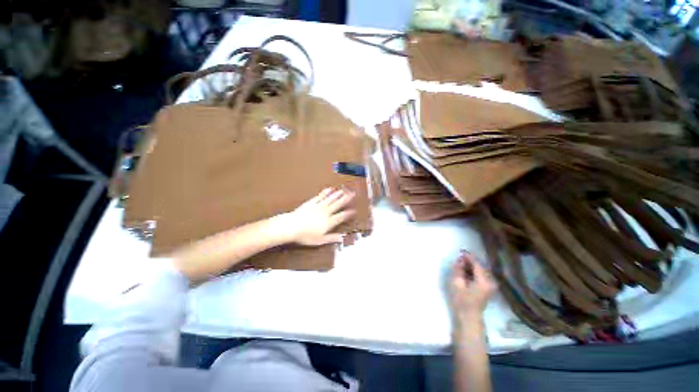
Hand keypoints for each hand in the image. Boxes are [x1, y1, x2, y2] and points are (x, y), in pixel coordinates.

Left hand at [280, 188, 355, 245]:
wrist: (291, 226)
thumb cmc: (305, 235)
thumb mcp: (319, 240)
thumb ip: (332, 238)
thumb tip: (342, 238)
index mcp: (329, 222)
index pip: (341, 216)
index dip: (348, 213)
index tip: (354, 211)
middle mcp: (326, 212)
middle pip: (338, 204)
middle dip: (346, 199)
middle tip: (353, 194)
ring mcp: (319, 206)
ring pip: (331, 199)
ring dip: (338, 194)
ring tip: (344, 190)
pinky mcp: (311, 203)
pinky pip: (321, 196)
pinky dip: (326, 192)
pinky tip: (330, 189)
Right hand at [449, 252, 496, 325]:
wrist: (469, 317)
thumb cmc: (461, 301)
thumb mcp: (456, 283)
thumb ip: (459, 269)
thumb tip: (460, 259)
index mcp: (483, 281)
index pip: (477, 264)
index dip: (468, 256)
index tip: (460, 251)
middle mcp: (490, 281)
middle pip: (480, 266)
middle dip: (470, 261)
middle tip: (459, 258)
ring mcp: (491, 285)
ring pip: (481, 270)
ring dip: (471, 266)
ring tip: (461, 265)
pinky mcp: (489, 287)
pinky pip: (482, 275)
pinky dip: (474, 271)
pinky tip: (466, 272)